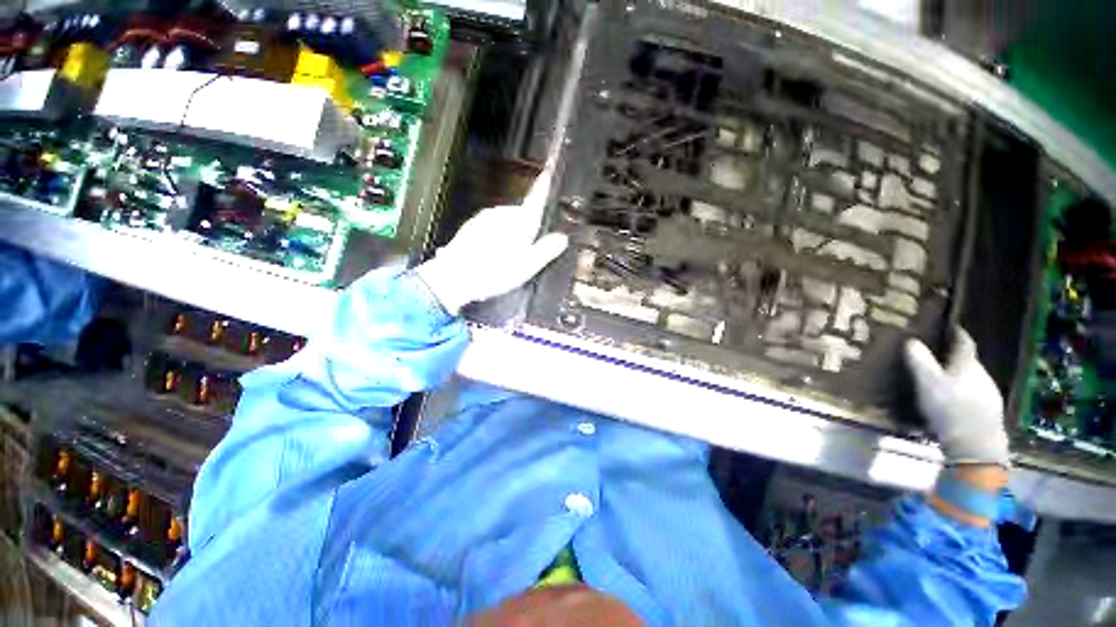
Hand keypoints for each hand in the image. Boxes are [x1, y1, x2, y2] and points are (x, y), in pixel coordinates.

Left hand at [416, 170, 569, 314]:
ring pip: (505, 221)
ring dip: (509, 234)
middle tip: (526, 252)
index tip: (548, 172)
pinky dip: (494, 238)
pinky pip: (490, 228)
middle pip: (521, 214)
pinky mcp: (471, 226)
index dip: (543, 186)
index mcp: (520, 221)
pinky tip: (490, 257)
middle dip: (526, 228)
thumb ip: (547, 249)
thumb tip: (562, 238)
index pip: (536, 199)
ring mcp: (484, 218)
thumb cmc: (496, 271)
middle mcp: (502, 214)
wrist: (455, 276)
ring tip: (506, 260)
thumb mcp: (528, 265)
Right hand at [904, 330, 1009, 466]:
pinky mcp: (991, 411)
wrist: (975, 445)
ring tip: (945, 381)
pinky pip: (976, 394)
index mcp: (968, 365)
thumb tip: (911, 340)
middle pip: (969, 362)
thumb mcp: (927, 383)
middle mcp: (983, 374)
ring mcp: (990, 394)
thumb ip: (920, 361)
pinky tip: (956, 401)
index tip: (953, 327)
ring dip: (961, 377)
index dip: (958, 334)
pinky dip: (965, 392)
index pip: (965, 343)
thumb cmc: (949, 408)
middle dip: (956, 359)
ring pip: (973, 379)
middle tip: (940, 358)